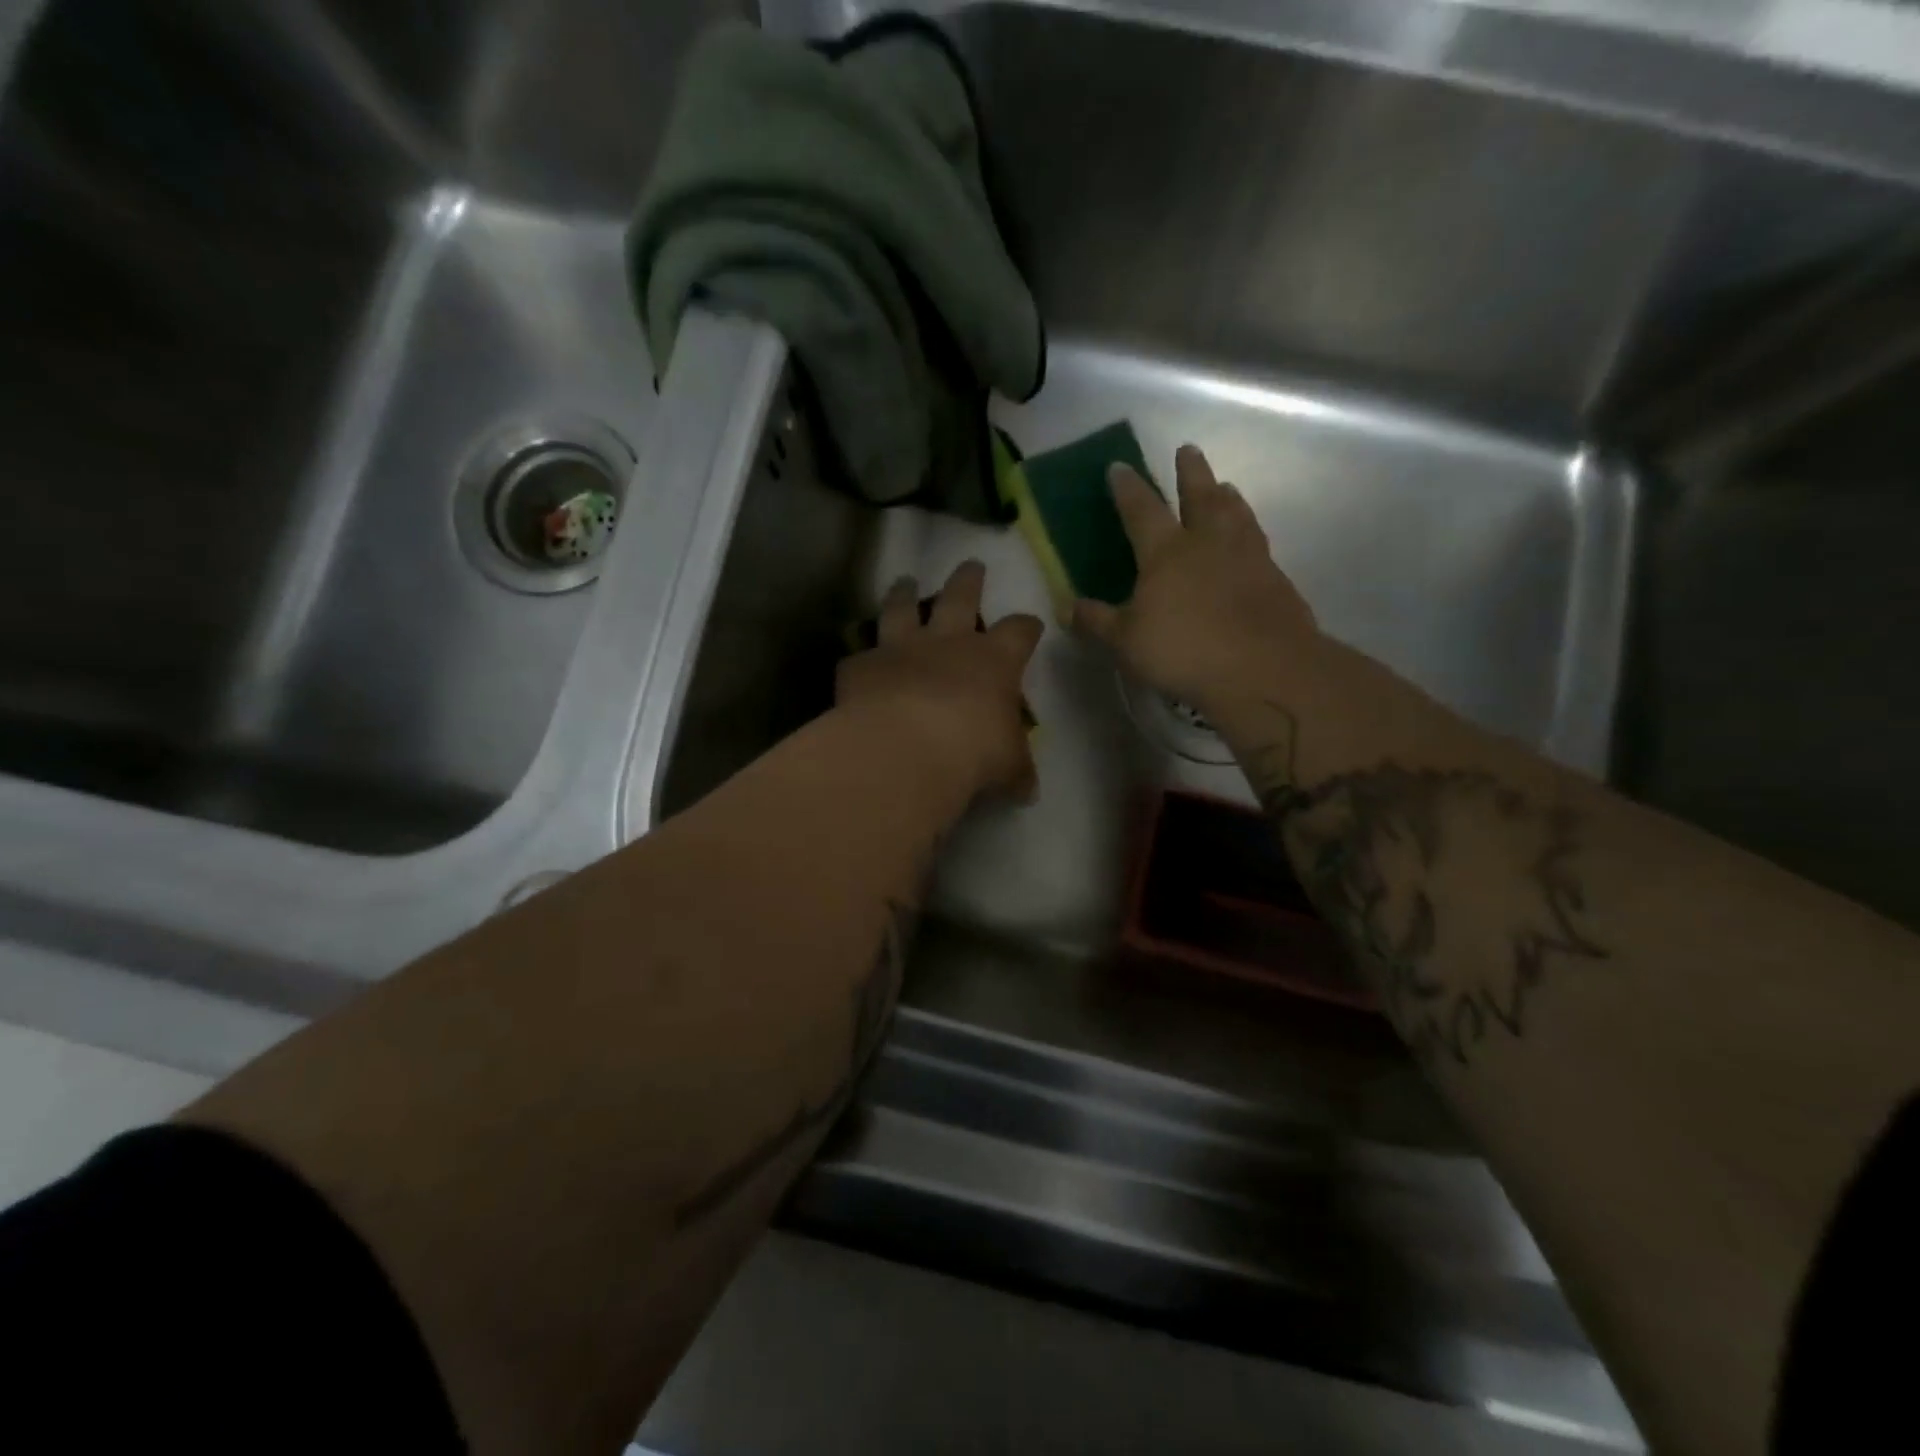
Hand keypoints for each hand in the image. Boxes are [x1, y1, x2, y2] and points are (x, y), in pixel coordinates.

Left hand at [836, 560, 1044, 800]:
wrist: (908, 748)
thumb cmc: (974, 752)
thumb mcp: (1008, 766)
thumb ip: (1016, 770)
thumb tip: (1026, 788)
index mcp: (994, 660)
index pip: (1019, 631)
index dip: (1026, 626)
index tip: (1031, 624)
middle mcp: (947, 643)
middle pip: (961, 596)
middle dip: (968, 580)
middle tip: (971, 564)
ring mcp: (901, 648)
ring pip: (903, 608)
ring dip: (904, 593)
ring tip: (904, 581)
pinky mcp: (861, 665)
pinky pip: (859, 655)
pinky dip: (860, 658)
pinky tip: (856, 662)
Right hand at [1073, 445, 1318, 716]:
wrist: (1263, 669)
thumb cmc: (1184, 651)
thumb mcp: (1126, 642)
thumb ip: (1097, 622)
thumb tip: (1067, 608)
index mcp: (1166, 552)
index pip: (1142, 510)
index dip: (1128, 488)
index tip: (1118, 466)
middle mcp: (1208, 543)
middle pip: (1200, 496)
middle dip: (1191, 472)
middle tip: (1188, 450)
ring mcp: (1247, 557)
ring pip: (1236, 514)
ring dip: (1227, 496)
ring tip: (1226, 486)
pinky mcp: (1275, 579)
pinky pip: (1258, 543)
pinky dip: (1250, 532)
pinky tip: (1250, 542)